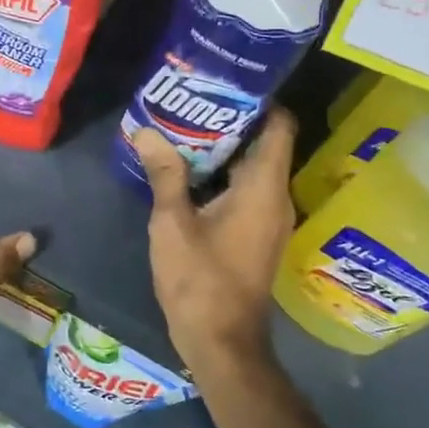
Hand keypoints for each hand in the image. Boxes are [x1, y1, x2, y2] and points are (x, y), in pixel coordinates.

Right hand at [135, 111, 296, 380]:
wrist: (222, 343)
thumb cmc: (200, 281)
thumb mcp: (173, 224)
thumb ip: (165, 174)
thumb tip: (147, 132)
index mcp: (263, 188)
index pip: (280, 126)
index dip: (260, 100)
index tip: (225, 84)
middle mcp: (276, 198)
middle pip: (266, 144)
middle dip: (232, 121)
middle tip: (193, 102)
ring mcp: (270, 218)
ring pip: (255, 168)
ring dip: (225, 150)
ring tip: (185, 129)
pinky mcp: (258, 235)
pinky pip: (248, 190)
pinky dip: (225, 175)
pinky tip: (190, 172)